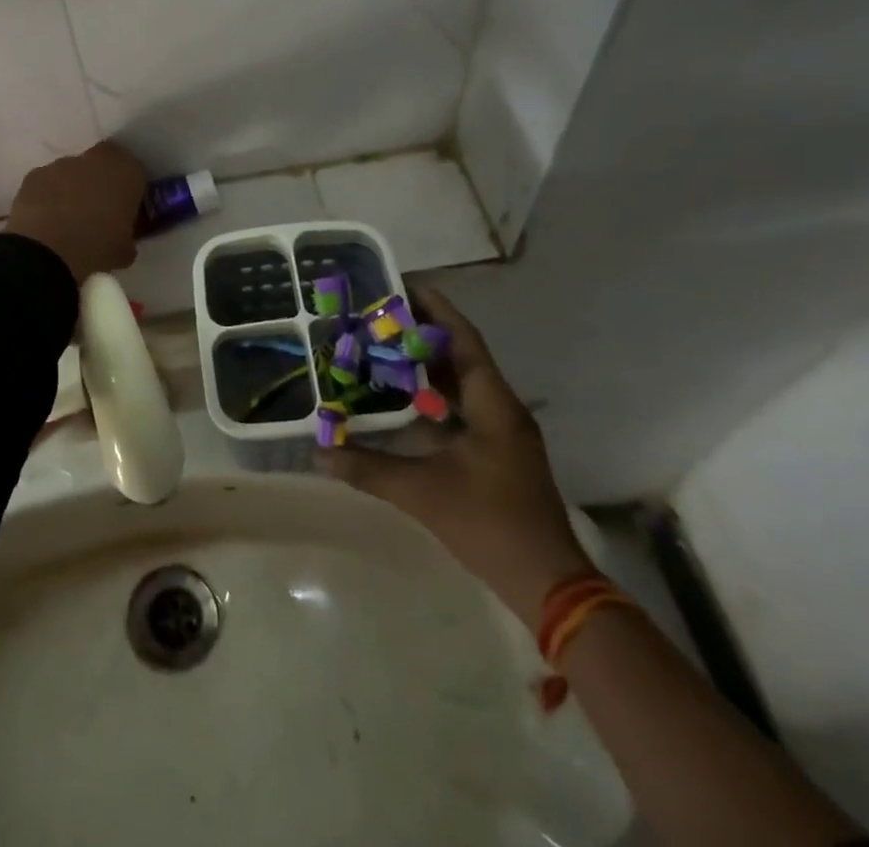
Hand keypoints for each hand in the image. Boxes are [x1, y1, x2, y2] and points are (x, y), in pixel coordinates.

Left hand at [5, 142, 147, 283]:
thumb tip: (123, 240)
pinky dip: (47, 196)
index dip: (129, 187)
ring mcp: (62, 164)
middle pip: (102, 163)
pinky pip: (47, 183)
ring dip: (72, 188)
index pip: (135, 169)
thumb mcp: (124, 250)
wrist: (47, 251)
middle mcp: (96, 159)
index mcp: (127, 172)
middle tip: (97, 209)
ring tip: (67, 220)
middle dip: (100, 180)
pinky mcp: (34, 175)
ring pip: (72, 172)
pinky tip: (45, 221)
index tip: (124, 206)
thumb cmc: (97, 248)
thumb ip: (127, 237)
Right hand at [316, 288, 590, 627]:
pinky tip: (406, 397)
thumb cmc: (489, 524)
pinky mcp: (499, 451)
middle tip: (381, 316)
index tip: (404, 286)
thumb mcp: (422, 493)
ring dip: (430, 363)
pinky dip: (436, 393)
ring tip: (387, 346)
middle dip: (425, 332)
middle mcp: (502, 408)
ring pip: (464, 381)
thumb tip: (320, 453)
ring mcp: (504, 431)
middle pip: (463, 354)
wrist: (548, 583)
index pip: (464, 339)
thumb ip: (369, 469)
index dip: (436, 309)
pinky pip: (465, 405)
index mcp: (493, 404)